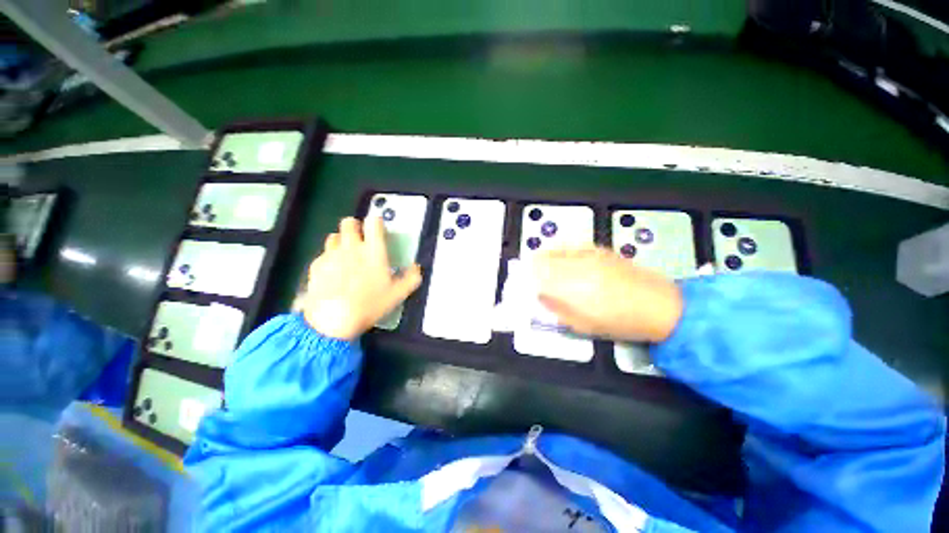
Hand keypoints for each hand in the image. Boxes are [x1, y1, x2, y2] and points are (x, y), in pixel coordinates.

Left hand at [302, 217, 421, 339]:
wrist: (333, 319)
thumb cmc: (370, 304)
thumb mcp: (398, 294)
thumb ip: (411, 278)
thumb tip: (416, 267)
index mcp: (373, 251)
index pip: (373, 222)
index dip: (376, 223)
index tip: (379, 231)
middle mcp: (351, 247)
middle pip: (349, 222)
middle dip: (356, 227)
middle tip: (361, 241)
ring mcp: (331, 254)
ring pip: (334, 236)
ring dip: (341, 241)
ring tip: (346, 256)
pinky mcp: (316, 265)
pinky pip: (323, 254)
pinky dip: (330, 259)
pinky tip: (333, 274)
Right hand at [532, 246, 683, 342]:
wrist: (660, 306)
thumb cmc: (621, 322)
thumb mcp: (583, 325)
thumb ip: (557, 309)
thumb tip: (541, 296)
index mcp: (574, 288)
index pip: (538, 276)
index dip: (528, 280)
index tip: (526, 287)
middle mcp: (579, 266)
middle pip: (543, 259)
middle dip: (533, 269)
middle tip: (532, 278)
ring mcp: (590, 255)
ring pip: (555, 249)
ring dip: (545, 258)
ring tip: (544, 268)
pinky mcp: (600, 250)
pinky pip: (571, 244)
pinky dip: (560, 251)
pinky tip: (563, 259)